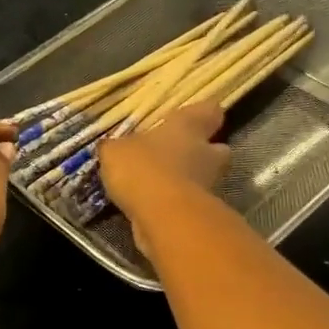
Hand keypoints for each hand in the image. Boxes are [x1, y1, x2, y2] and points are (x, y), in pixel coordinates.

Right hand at [99, 102, 230, 242]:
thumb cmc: (143, 168)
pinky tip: (150, 206)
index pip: (209, 111)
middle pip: (217, 149)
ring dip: (186, 181)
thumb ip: (117, 147)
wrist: (163, 217)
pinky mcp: (200, 215)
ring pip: (202, 178)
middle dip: (202, 153)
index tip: (194, 117)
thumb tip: (111, 147)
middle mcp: (205, 154)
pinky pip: (187, 203)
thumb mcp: (115, 151)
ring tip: (156, 185)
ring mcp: (207, 186)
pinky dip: (173, 204)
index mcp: (188, 128)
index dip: (203, 113)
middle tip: (178, 155)